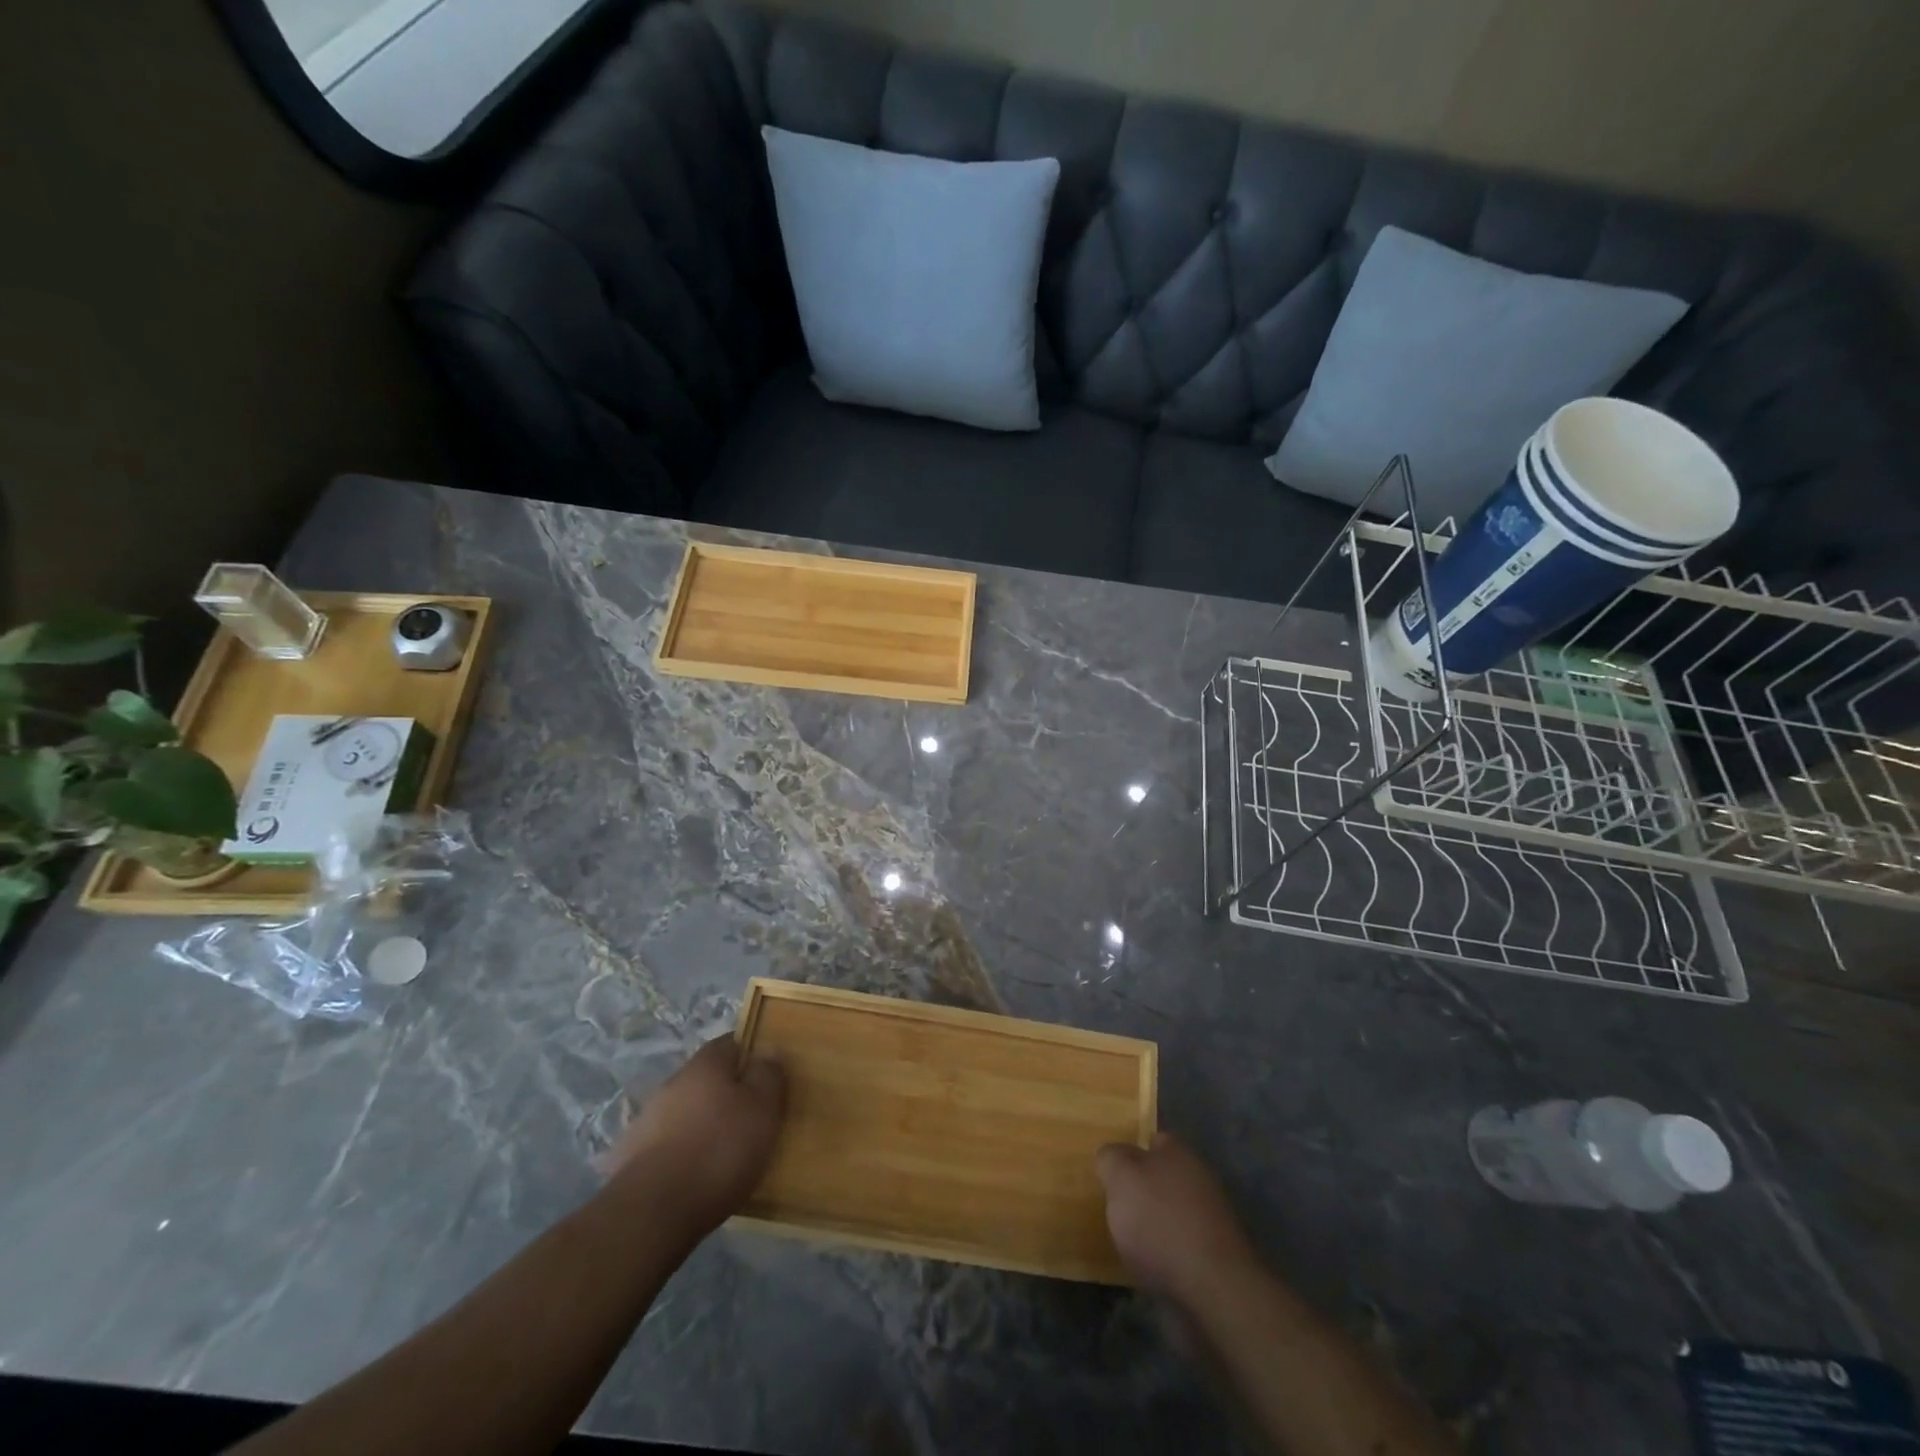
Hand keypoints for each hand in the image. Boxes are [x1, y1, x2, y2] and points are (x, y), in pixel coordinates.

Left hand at [604, 1034, 785, 1235]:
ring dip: (703, 1124)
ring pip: (686, 1112)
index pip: (732, 1043)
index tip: (768, 1075)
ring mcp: (647, 1120)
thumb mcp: (762, 1109)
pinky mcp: (631, 1158)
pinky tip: (695, 1176)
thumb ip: (768, 1075)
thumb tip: (768, 1050)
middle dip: (727, 1093)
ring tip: (725, 1153)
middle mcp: (673, 1083)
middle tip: (752, 1117)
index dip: (751, 1055)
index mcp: (705, 1064)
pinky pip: (667, 1145)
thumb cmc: (719, 1150)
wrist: (653, 1212)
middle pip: (707, 1079)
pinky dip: (682, 1153)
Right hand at [1097, 1132, 1258, 1310]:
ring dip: (1152, 1224)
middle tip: (1112, 1205)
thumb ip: (1111, 1158)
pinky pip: (1179, 1247)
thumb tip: (1112, 1157)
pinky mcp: (1213, 1259)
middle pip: (1162, 1178)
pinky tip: (1146, 1266)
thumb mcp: (1121, 1176)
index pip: (1153, 1140)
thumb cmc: (1160, 1221)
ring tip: (1124, 1240)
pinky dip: (1164, 1254)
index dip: (1130, 1151)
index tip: (1110, 1170)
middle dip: (1140, 1190)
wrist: (1212, 1289)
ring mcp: (1210, 1221)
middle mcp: (1198, 1180)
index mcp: (1178, 1153)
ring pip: (1171, 1213)